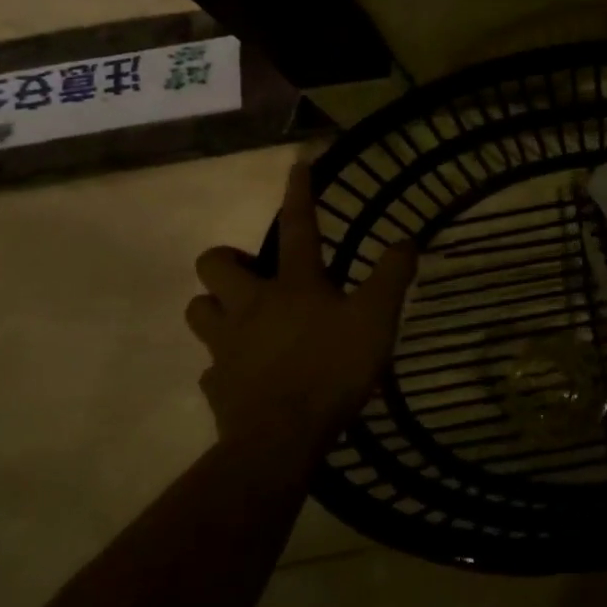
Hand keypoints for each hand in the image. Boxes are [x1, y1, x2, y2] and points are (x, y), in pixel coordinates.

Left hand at [187, 162, 417, 442]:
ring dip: (215, 306)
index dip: (298, 194)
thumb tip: (408, 239)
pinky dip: (225, 363)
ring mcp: (226, 347)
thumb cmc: (332, 368)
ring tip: (243, 316)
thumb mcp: (377, 317)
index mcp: (293, 284)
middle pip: (214, 266)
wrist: (280, 441)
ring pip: (198, 310)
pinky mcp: (217, 387)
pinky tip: (247, 372)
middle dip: (228, 261)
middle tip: (256, 273)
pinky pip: (212, 366)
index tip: (296, 165)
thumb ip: (393, 276)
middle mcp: (251, 306)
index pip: (298, 227)